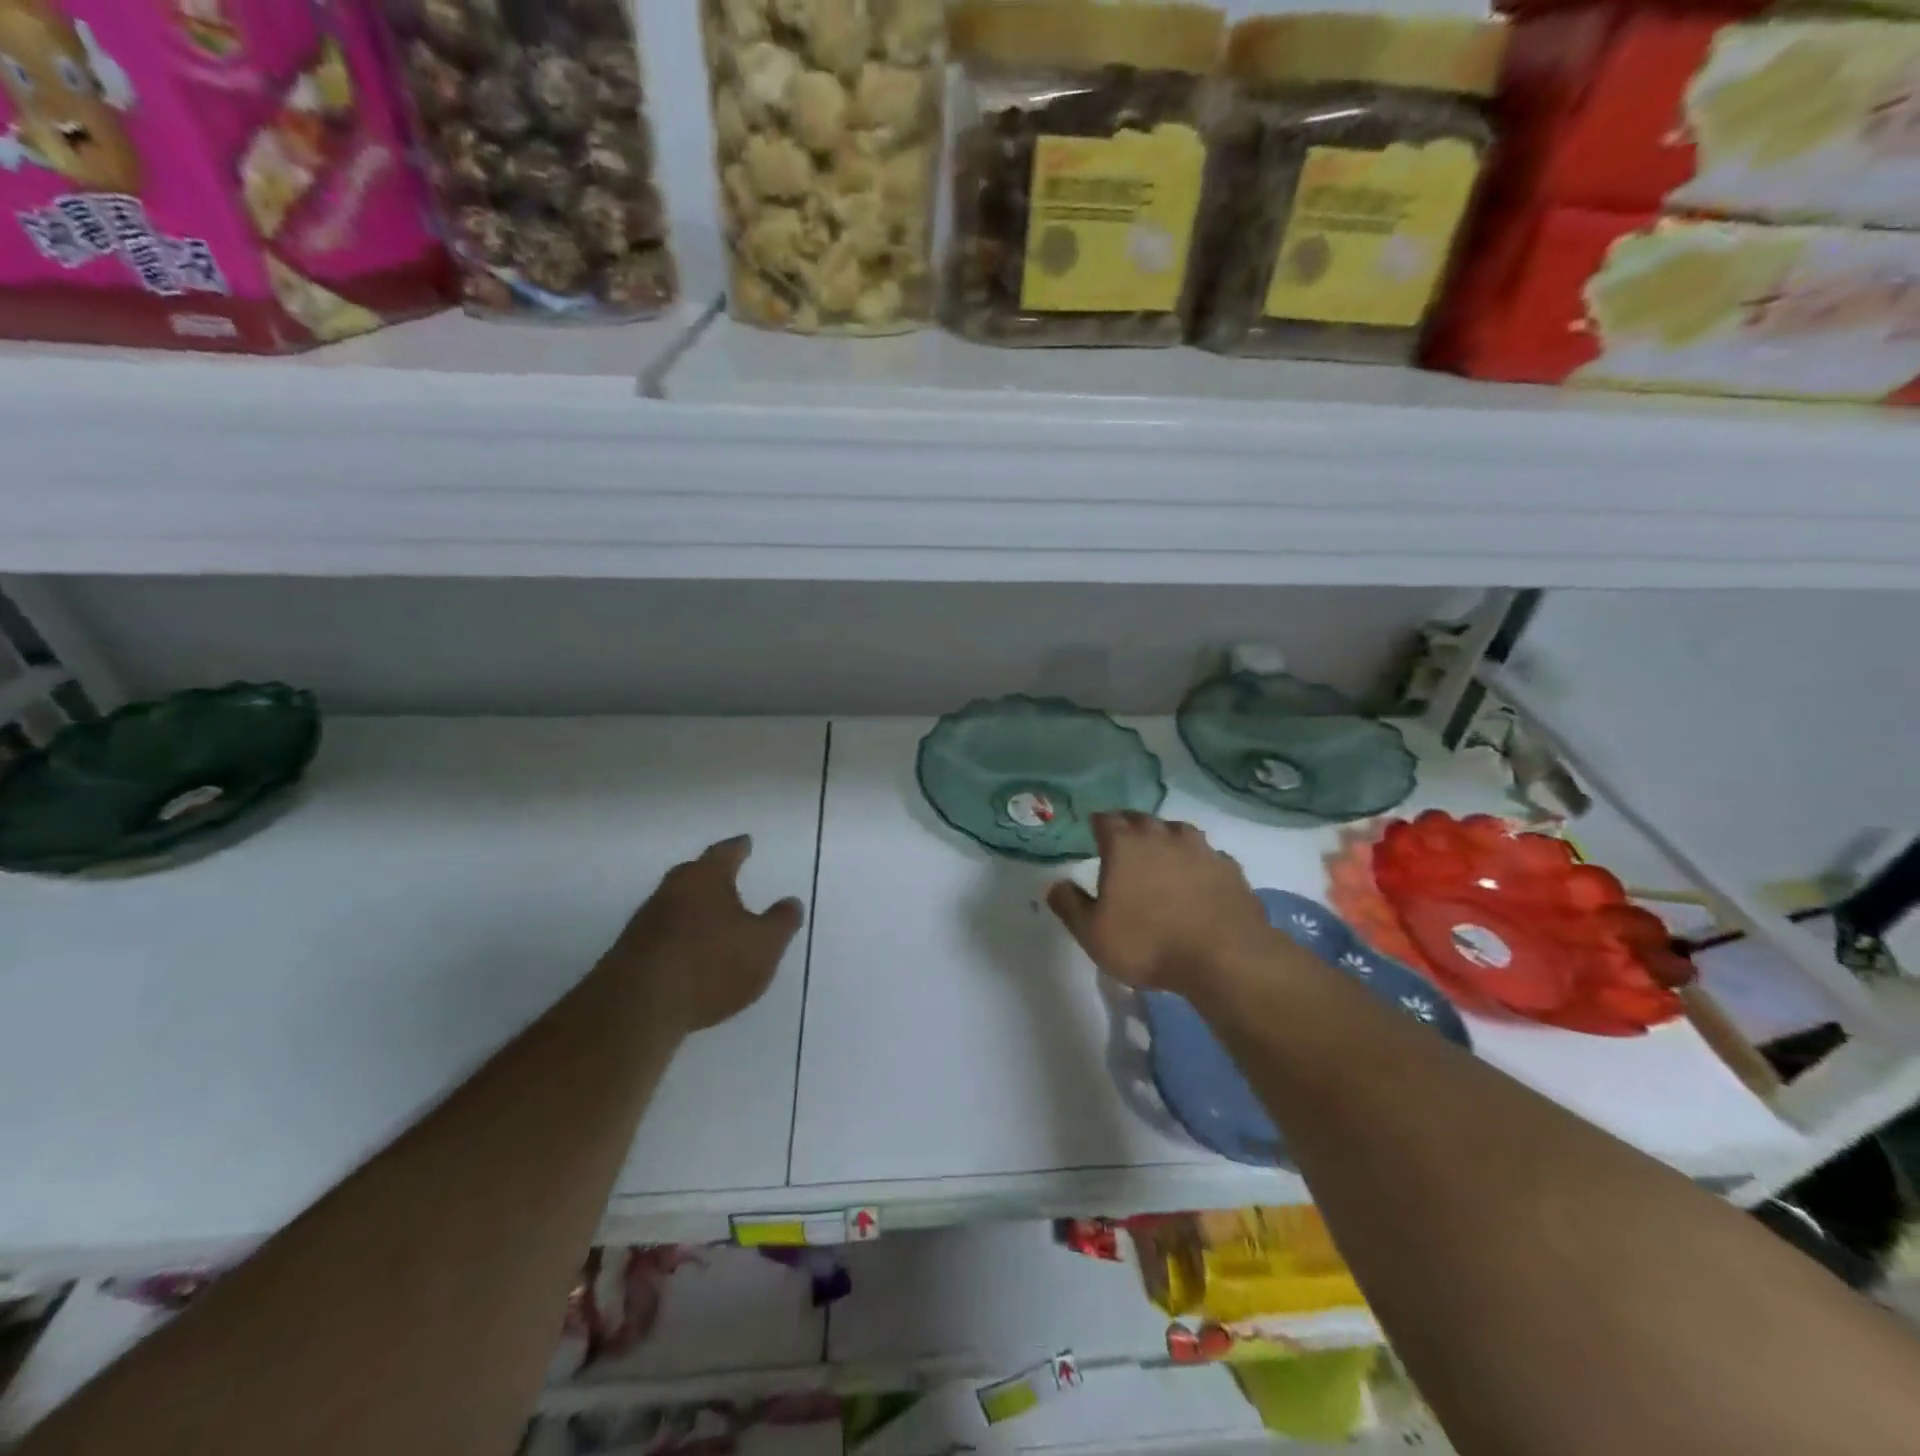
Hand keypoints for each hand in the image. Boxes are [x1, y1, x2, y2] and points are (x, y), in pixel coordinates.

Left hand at [604, 836, 804, 1032]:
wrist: (638, 1007)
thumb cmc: (711, 964)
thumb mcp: (764, 944)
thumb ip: (781, 922)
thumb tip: (791, 902)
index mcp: (706, 878)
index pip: (725, 853)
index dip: (738, 847)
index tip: (745, 841)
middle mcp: (672, 891)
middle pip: (694, 874)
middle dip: (711, 875)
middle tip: (727, 874)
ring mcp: (646, 922)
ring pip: (676, 904)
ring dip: (694, 908)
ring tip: (712, 918)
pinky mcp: (630, 953)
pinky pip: (663, 934)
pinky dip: (680, 936)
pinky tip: (690, 953)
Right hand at [1047, 813, 1278, 999]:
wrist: (1226, 959)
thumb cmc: (1149, 943)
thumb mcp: (1093, 933)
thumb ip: (1069, 905)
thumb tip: (1055, 884)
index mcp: (1125, 844)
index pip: (1106, 819)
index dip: (1098, 824)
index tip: (1094, 832)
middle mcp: (1162, 836)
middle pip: (1141, 819)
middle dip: (1129, 827)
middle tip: (1123, 844)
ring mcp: (1201, 849)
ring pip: (1177, 831)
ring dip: (1165, 839)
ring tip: (1160, 857)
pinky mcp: (1230, 867)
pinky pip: (1206, 855)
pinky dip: (1197, 862)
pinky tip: (1197, 879)